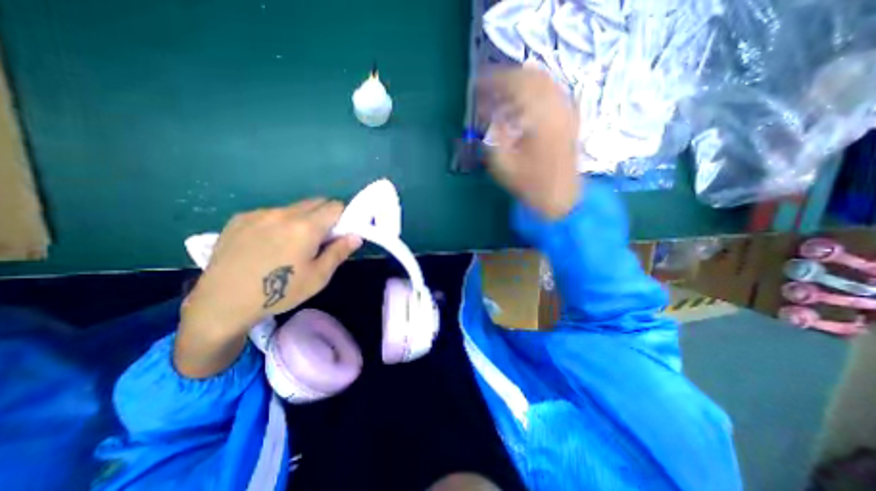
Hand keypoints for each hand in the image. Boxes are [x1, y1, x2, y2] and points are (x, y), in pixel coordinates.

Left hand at [175, 198, 359, 377]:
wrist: (222, 302)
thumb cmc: (280, 292)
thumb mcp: (318, 277)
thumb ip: (339, 252)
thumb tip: (356, 236)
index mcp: (306, 227)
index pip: (335, 206)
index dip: (342, 218)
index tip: (338, 234)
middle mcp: (283, 213)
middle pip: (316, 202)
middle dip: (324, 216)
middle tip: (318, 239)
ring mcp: (260, 213)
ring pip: (294, 208)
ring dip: (302, 219)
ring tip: (290, 244)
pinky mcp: (240, 218)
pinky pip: (271, 213)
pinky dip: (279, 222)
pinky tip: (267, 244)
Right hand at [478, 65, 578, 217]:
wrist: (560, 197)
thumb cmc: (530, 184)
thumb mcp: (503, 164)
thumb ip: (494, 134)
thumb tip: (489, 114)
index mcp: (541, 117)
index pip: (516, 84)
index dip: (494, 80)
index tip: (477, 84)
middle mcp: (558, 106)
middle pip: (531, 76)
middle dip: (506, 78)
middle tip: (487, 88)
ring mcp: (567, 109)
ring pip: (543, 80)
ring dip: (519, 82)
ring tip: (501, 94)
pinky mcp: (569, 116)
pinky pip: (551, 91)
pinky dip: (533, 90)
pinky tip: (521, 102)